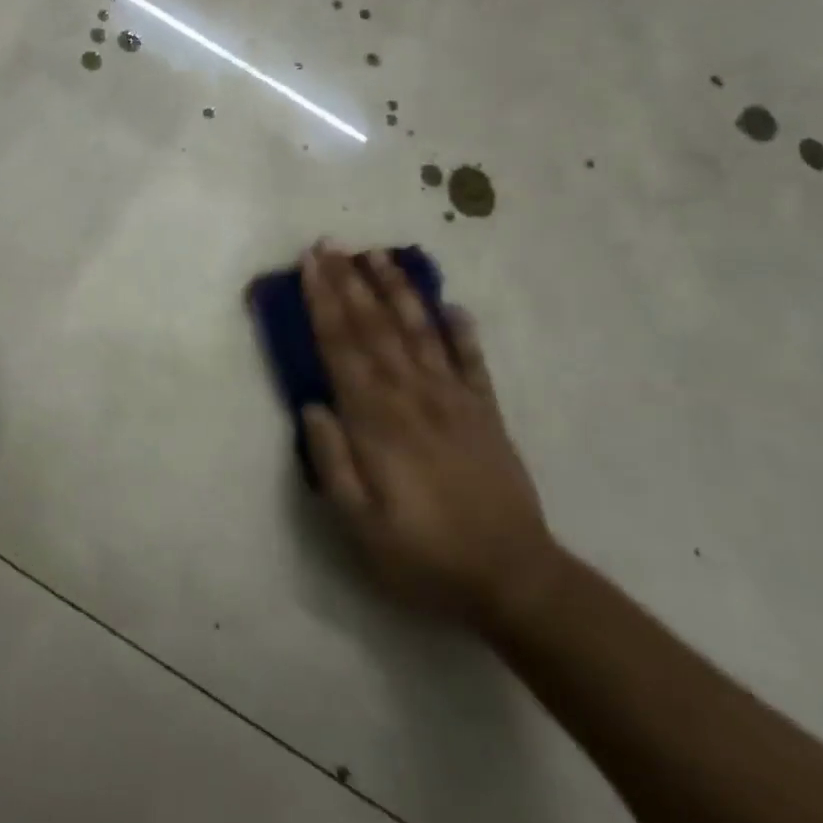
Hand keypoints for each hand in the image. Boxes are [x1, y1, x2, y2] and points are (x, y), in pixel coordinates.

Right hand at [299, 245, 556, 626]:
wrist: (514, 579)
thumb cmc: (424, 556)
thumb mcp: (359, 525)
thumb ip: (332, 462)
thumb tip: (312, 405)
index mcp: (377, 420)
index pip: (342, 347)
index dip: (322, 302)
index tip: (308, 264)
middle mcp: (413, 395)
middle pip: (375, 327)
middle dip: (349, 281)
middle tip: (330, 243)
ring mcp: (454, 399)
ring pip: (419, 331)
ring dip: (397, 290)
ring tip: (379, 255)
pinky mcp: (486, 412)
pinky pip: (472, 361)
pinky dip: (462, 330)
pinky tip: (452, 305)